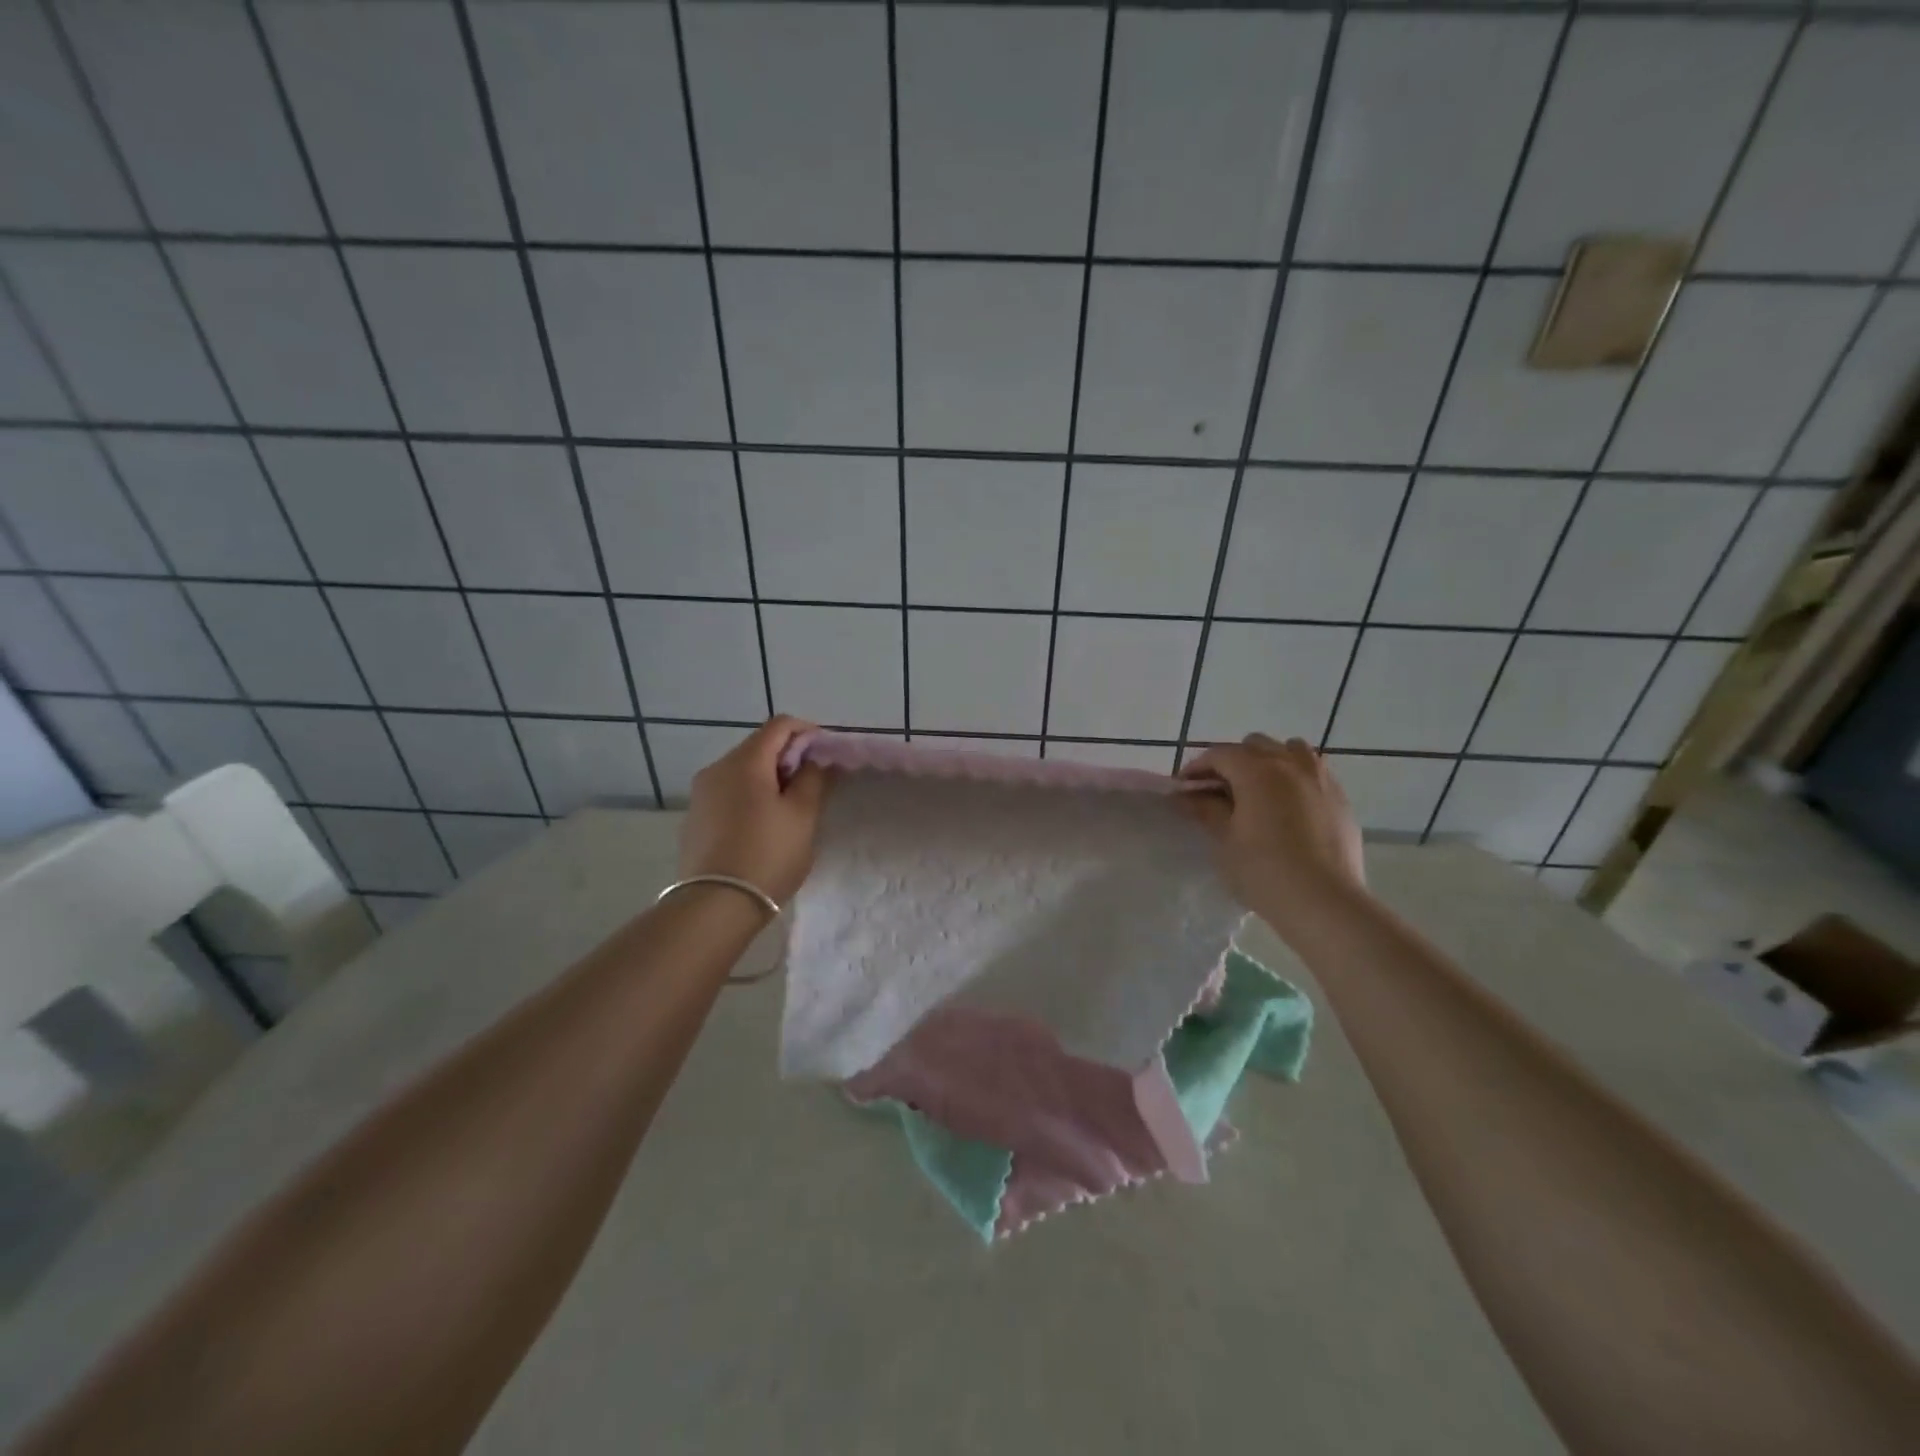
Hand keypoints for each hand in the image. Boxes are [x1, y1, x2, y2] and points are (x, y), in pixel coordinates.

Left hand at [678, 717, 828, 904]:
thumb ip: (813, 779)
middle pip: (759, 746)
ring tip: (790, 808)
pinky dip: (750, 795)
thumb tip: (814, 760)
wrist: (715, 905)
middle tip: (813, 785)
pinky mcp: (695, 816)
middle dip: (789, 757)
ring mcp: (701, 793)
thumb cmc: (768, 855)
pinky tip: (762, 825)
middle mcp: (717, 768)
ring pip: (743, 770)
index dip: (808, 732)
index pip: (780, 725)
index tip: (826, 755)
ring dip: (769, 778)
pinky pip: (729, 792)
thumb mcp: (803, 816)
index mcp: (745, 762)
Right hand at [1178, 735, 1367, 926]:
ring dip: (1269, 762)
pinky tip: (1288, 808)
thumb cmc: (1263, 871)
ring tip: (1258, 791)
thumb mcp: (1225, 840)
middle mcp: (1291, 765)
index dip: (1197, 768)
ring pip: (1291, 751)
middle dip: (1233, 761)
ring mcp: (1322, 780)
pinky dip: (1295, 778)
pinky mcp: (1341, 800)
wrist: (1324, 903)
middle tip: (1218, 790)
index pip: (1219, 754)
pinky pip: (1314, 773)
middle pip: (1255, 745)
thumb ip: (1206, 810)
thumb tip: (1186, 796)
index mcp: (1258, 770)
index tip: (1183, 788)